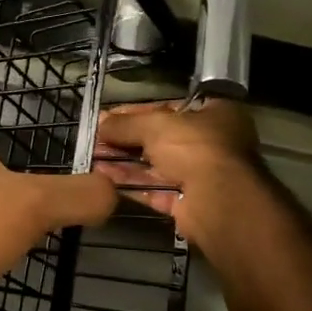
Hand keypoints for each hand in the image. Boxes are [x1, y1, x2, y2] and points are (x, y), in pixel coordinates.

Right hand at [93, 98, 260, 247]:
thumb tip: (100, 122)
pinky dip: (132, 184)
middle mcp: (212, 143)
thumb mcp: (155, 125)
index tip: (108, 117)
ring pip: (156, 166)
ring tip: (93, 158)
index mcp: (216, 114)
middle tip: (97, 139)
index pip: (169, 107)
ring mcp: (202, 175)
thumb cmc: (194, 147)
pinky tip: (105, 179)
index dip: (136, 112)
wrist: (219, 200)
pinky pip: (156, 189)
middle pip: (161, 138)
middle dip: (126, 140)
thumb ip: (125, 123)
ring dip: (124, 162)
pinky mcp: (189, 203)